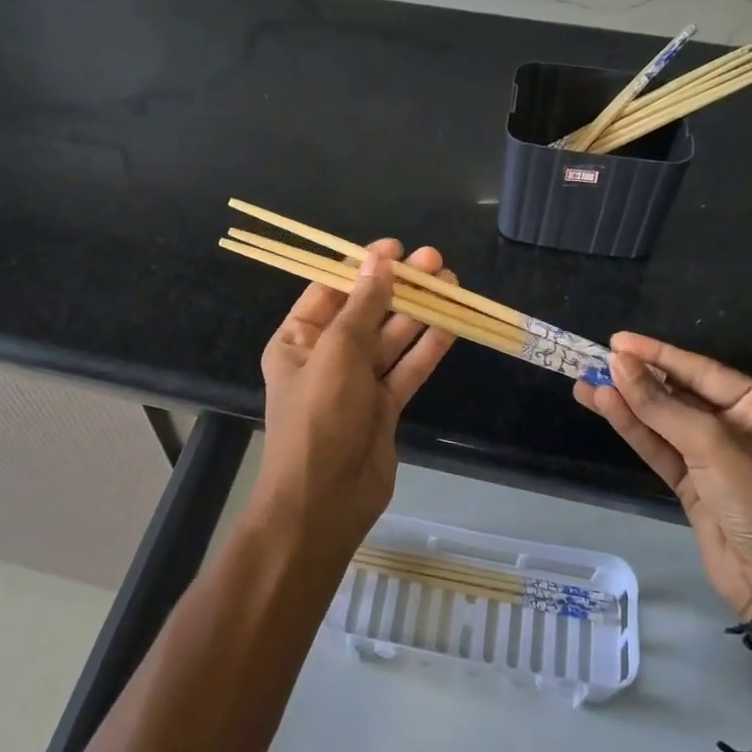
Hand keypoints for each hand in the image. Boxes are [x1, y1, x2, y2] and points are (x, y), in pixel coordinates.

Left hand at [256, 240, 455, 563]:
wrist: (324, 503)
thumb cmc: (319, 418)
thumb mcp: (337, 353)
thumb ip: (363, 306)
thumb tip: (379, 260)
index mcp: (298, 340)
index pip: (331, 291)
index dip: (363, 266)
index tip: (396, 248)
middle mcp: (326, 358)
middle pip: (367, 312)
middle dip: (400, 286)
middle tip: (435, 261)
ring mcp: (357, 384)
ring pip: (392, 339)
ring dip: (420, 312)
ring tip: (452, 282)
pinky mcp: (384, 407)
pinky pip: (407, 369)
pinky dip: (428, 348)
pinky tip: (453, 323)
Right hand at [573, 332, 751, 618]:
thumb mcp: (713, 444)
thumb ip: (660, 403)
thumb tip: (617, 362)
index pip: (700, 369)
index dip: (656, 353)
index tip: (617, 341)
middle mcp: (739, 427)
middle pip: (679, 394)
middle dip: (638, 379)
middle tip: (594, 361)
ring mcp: (715, 459)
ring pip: (663, 422)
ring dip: (627, 404)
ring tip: (584, 384)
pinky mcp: (695, 487)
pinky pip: (660, 449)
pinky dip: (634, 430)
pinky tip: (605, 408)